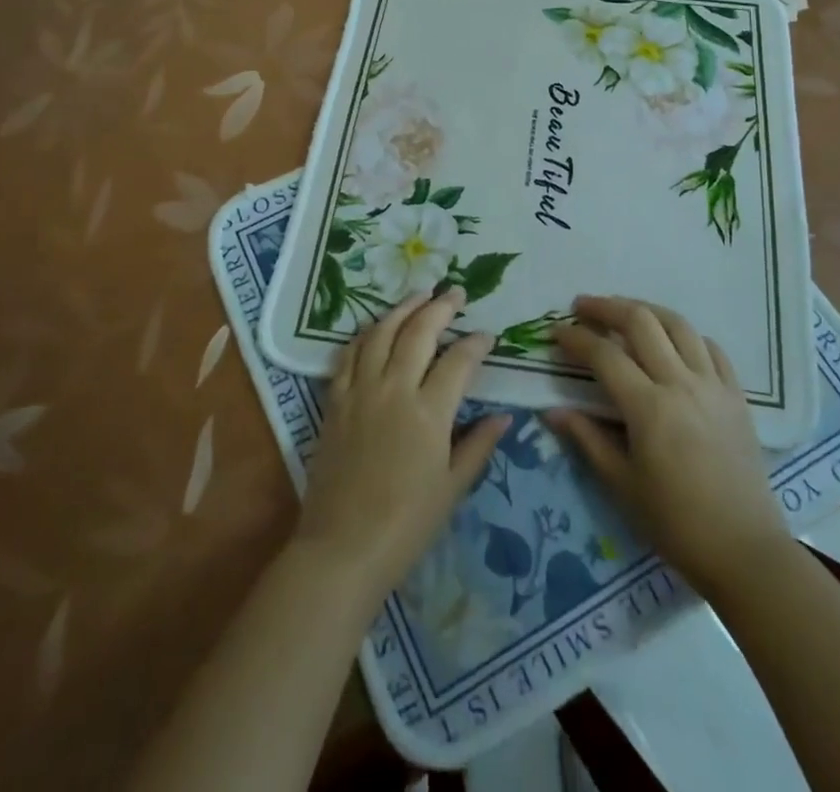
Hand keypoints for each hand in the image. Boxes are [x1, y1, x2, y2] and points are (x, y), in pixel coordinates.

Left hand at [292, 287, 508, 604]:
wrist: (342, 547)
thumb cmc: (406, 524)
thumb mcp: (452, 488)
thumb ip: (478, 445)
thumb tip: (504, 416)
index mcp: (428, 413)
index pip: (458, 361)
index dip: (475, 343)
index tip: (486, 335)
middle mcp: (394, 390)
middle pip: (418, 332)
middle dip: (440, 307)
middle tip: (456, 293)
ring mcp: (360, 391)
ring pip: (381, 333)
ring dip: (402, 308)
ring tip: (419, 295)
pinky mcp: (335, 400)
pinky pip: (349, 354)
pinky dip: (366, 334)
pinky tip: (376, 327)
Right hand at [549, 294, 789, 597]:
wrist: (746, 551)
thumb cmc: (676, 523)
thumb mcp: (622, 484)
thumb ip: (587, 438)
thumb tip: (552, 410)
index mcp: (649, 407)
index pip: (604, 355)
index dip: (576, 338)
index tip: (556, 332)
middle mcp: (681, 383)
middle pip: (641, 321)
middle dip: (606, 307)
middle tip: (582, 307)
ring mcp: (713, 385)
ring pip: (678, 324)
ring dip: (646, 310)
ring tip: (624, 312)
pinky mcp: (737, 395)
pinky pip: (711, 348)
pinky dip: (687, 336)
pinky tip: (673, 342)